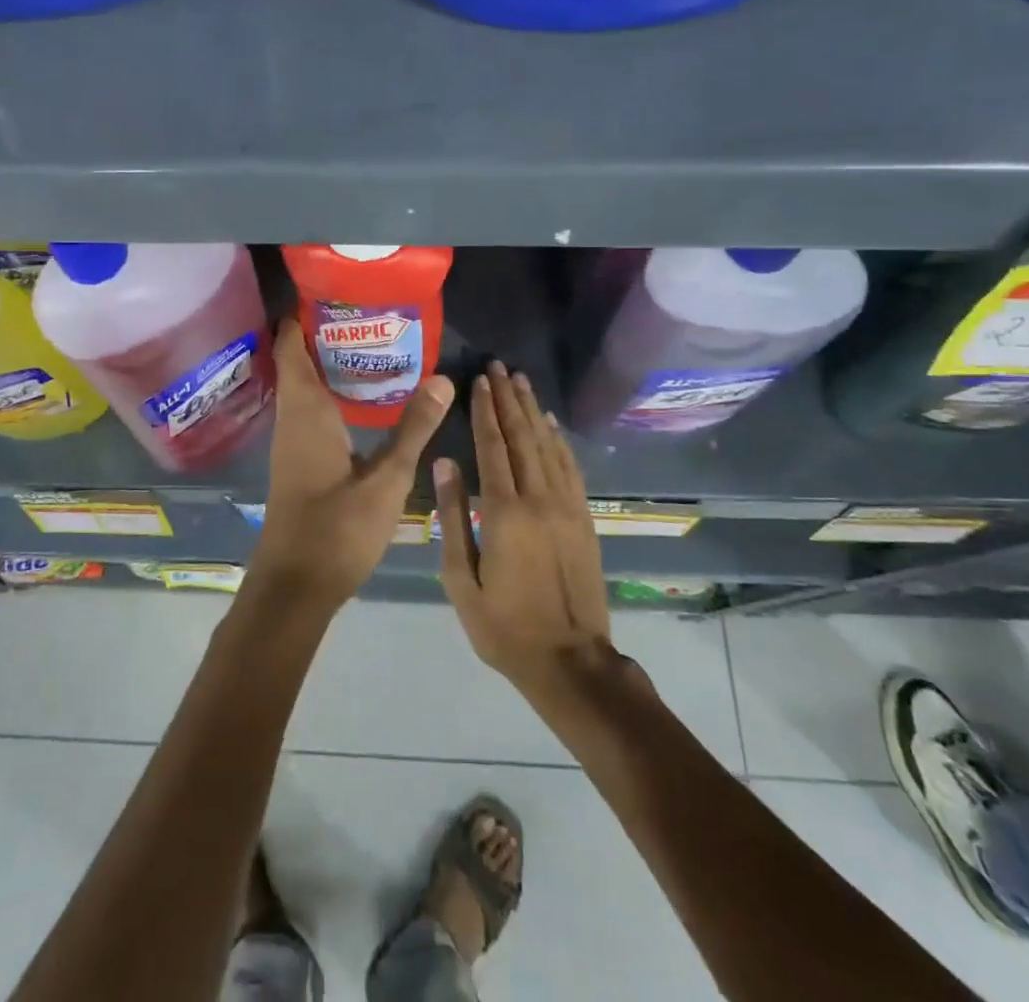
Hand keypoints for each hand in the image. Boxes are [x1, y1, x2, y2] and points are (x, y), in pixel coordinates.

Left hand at [251, 320, 454, 612]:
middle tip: (372, 314)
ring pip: (305, 386)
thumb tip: (443, 378)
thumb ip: (414, 428)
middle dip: (328, 334)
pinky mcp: (299, 460)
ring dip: (331, 364)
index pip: (291, 346)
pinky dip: (332, 392)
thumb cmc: (336, 530)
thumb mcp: (386, 479)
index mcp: (305, 411)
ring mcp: (292, 440)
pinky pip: (311, 408)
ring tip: (375, 345)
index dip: (304, 315)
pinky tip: (364, 398)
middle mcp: (292, 418)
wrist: (295, 588)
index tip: (334, 291)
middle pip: (299, 360)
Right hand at [438, 362, 612, 694]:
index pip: (493, 446)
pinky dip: (558, 440)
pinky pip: (570, 468)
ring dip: (533, 410)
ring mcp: (567, 507)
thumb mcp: (461, 579)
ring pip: (548, 445)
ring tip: (521, 381)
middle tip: (499, 366)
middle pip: (522, 436)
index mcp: (504, 513)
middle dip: (509, 398)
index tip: (478, 380)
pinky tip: (550, 423)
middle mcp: (539, 499)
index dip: (484, 410)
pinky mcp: (584, 518)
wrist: (570, 662)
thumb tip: (445, 462)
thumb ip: (452, 516)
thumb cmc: (503, 626)